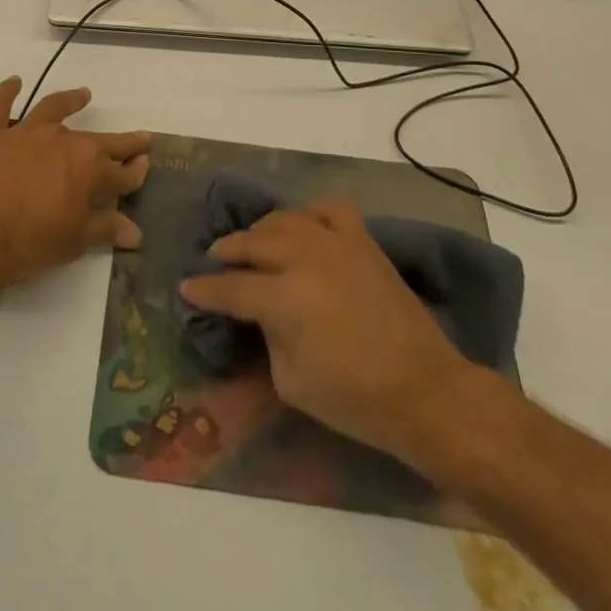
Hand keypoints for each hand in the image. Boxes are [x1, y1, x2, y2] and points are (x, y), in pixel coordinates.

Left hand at [0, 78, 150, 292]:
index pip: (121, 172)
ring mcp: (26, 134)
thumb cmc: (31, 242)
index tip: (146, 166)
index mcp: (88, 168)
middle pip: (99, 140)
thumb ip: (106, 229)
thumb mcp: (75, 240)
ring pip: (53, 109)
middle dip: (122, 142)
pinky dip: (6, 91)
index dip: (136, 172)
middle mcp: (63, 141)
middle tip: (139, 137)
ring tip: (83, 94)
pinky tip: (14, 81)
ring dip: (70, 100)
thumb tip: (136, 233)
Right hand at [178, 202, 481, 469]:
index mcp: (284, 298)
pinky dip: (311, 215)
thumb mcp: (292, 382)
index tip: (186, 287)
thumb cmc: (355, 399)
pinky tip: (304, 227)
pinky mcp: (363, 242)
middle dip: (228, 251)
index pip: (231, 287)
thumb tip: (262, 315)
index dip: (205, 289)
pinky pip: (329, 211)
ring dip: (262, 230)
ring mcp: (336, 244)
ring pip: (286, 220)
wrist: (424, 391)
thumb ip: (268, 338)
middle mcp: (305, 259)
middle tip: (215, 260)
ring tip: (253, 241)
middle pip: (253, 242)